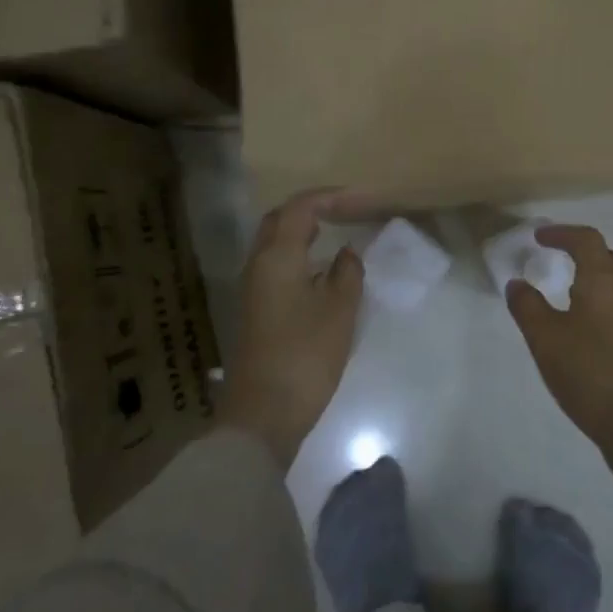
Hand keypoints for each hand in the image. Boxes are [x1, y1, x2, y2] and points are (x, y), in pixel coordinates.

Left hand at [217, 189, 364, 468]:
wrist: (264, 414)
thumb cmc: (306, 355)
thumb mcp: (340, 310)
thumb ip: (347, 272)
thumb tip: (345, 253)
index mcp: (277, 257)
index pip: (300, 208)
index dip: (329, 197)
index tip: (360, 198)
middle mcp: (258, 264)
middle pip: (279, 220)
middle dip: (309, 208)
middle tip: (343, 210)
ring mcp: (252, 288)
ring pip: (273, 243)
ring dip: (301, 231)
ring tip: (335, 232)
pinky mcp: (255, 310)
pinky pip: (274, 264)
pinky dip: (297, 253)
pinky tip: (320, 269)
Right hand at [506, 224, 612, 453]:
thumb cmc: (588, 371)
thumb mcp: (545, 338)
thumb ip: (528, 307)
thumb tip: (517, 283)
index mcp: (602, 282)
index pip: (587, 241)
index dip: (563, 233)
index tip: (539, 237)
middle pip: (607, 257)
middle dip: (581, 250)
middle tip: (555, 256)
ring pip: (612, 283)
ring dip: (588, 276)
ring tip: (559, 289)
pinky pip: (612, 306)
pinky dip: (593, 300)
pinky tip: (574, 325)